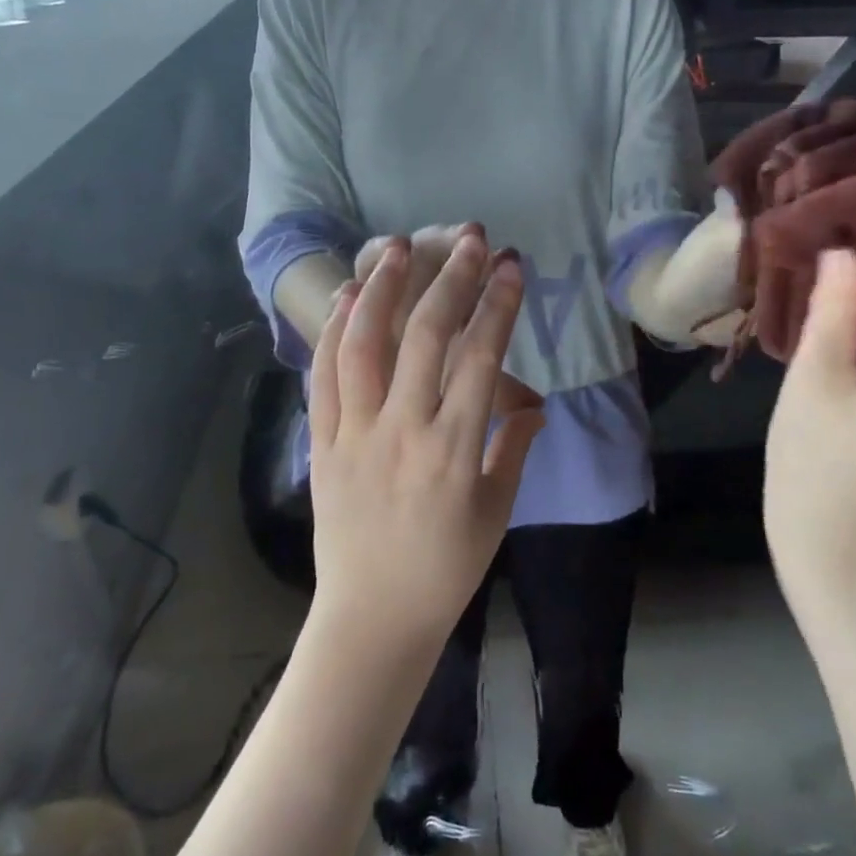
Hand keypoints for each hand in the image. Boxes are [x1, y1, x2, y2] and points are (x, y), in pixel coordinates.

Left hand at [310, 233, 545, 645]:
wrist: (373, 617)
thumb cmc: (445, 569)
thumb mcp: (495, 513)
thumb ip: (512, 450)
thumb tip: (532, 405)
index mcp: (454, 449)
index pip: (481, 358)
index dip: (498, 305)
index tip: (510, 265)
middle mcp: (403, 429)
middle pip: (425, 337)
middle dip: (450, 280)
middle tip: (468, 239)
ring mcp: (356, 433)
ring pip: (364, 345)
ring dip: (381, 289)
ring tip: (395, 246)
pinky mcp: (323, 443)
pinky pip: (324, 377)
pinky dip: (334, 332)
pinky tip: (346, 297)